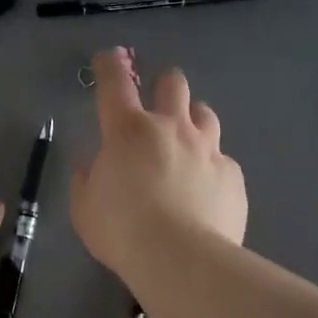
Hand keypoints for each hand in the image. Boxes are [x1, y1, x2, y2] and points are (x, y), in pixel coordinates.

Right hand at [70, 48, 247, 281]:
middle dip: (164, 86)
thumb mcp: (85, 209)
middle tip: (158, 104)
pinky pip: (222, 159)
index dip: (110, 65)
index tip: (109, 58)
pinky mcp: (232, 174)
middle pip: (173, 84)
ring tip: (186, 141)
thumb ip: (86, 181)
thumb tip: (90, 166)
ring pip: (205, 114)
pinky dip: (210, 166)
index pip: (115, 83)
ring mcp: (206, 149)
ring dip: (193, 120)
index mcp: (127, 131)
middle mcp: (170, 128)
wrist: (180, 259)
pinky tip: (205, 188)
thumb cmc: (121, 231)